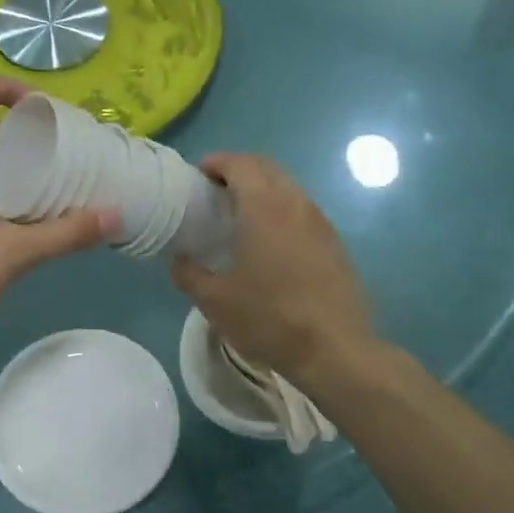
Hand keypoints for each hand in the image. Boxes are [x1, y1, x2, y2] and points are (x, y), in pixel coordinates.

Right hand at [170, 154, 373, 386]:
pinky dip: (281, 211)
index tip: (198, 175)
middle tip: (215, 193)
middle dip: (239, 171)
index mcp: (264, 208)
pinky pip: (303, 212)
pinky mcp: (335, 244)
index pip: (240, 164)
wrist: (334, 349)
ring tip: (240, 216)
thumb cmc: (269, 319)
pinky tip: (270, 242)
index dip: (217, 163)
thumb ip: (189, 274)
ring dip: (263, 190)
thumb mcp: (215, 302)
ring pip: (289, 189)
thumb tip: (179, 260)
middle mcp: (296, 205)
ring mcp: (321, 223)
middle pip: (267, 169)